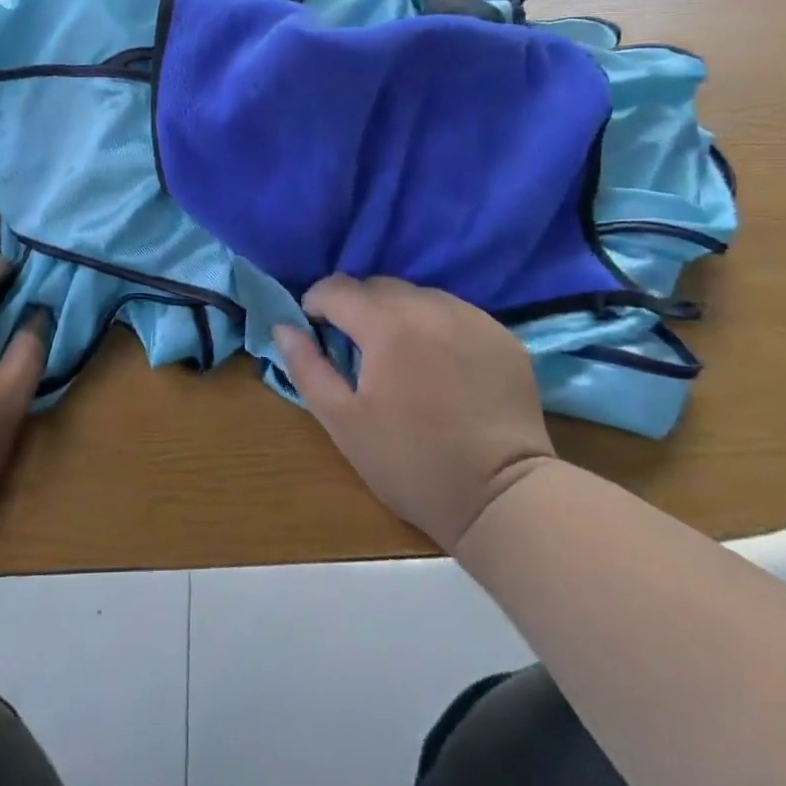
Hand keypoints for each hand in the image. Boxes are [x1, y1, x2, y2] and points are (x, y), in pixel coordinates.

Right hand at [275, 275, 556, 553]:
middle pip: (378, 286)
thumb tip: (283, 327)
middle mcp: (429, 306)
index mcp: (386, 325)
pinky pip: (454, 313)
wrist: (502, 499)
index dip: (317, 303)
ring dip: (399, 314)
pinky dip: (437, 326)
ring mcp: (471, 317)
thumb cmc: (411, 464)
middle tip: (358, 348)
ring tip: (401, 355)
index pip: (337, 288)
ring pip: (418, 295)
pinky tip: (441, 364)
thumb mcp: (343, 423)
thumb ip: (307, 367)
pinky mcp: (501, 334)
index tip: (316, 329)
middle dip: (357, 308)